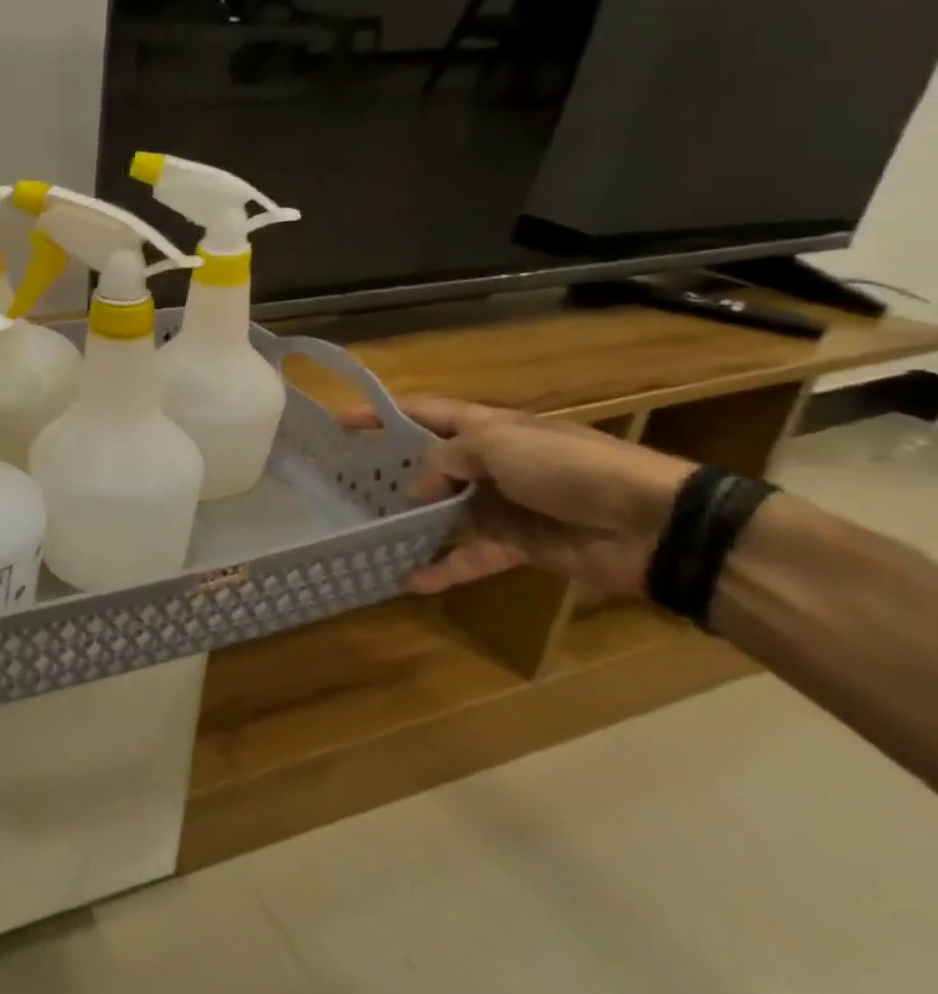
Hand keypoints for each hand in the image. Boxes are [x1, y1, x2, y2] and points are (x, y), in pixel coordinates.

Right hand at [345, 397, 694, 595]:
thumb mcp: (497, 446)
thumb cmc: (570, 467)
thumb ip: (443, 462)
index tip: (340, 423)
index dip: (382, 414)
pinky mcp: (519, 545)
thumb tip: (414, 491)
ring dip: (414, 526)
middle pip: (431, 466)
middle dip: (392, 475)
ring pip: (445, 515)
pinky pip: (472, 555)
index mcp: (488, 427)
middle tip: (346, 488)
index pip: (424, 413)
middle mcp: (491, 463)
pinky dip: (445, 567)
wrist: (654, 523)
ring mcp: (504, 505)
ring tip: (371, 537)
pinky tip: (411, 580)